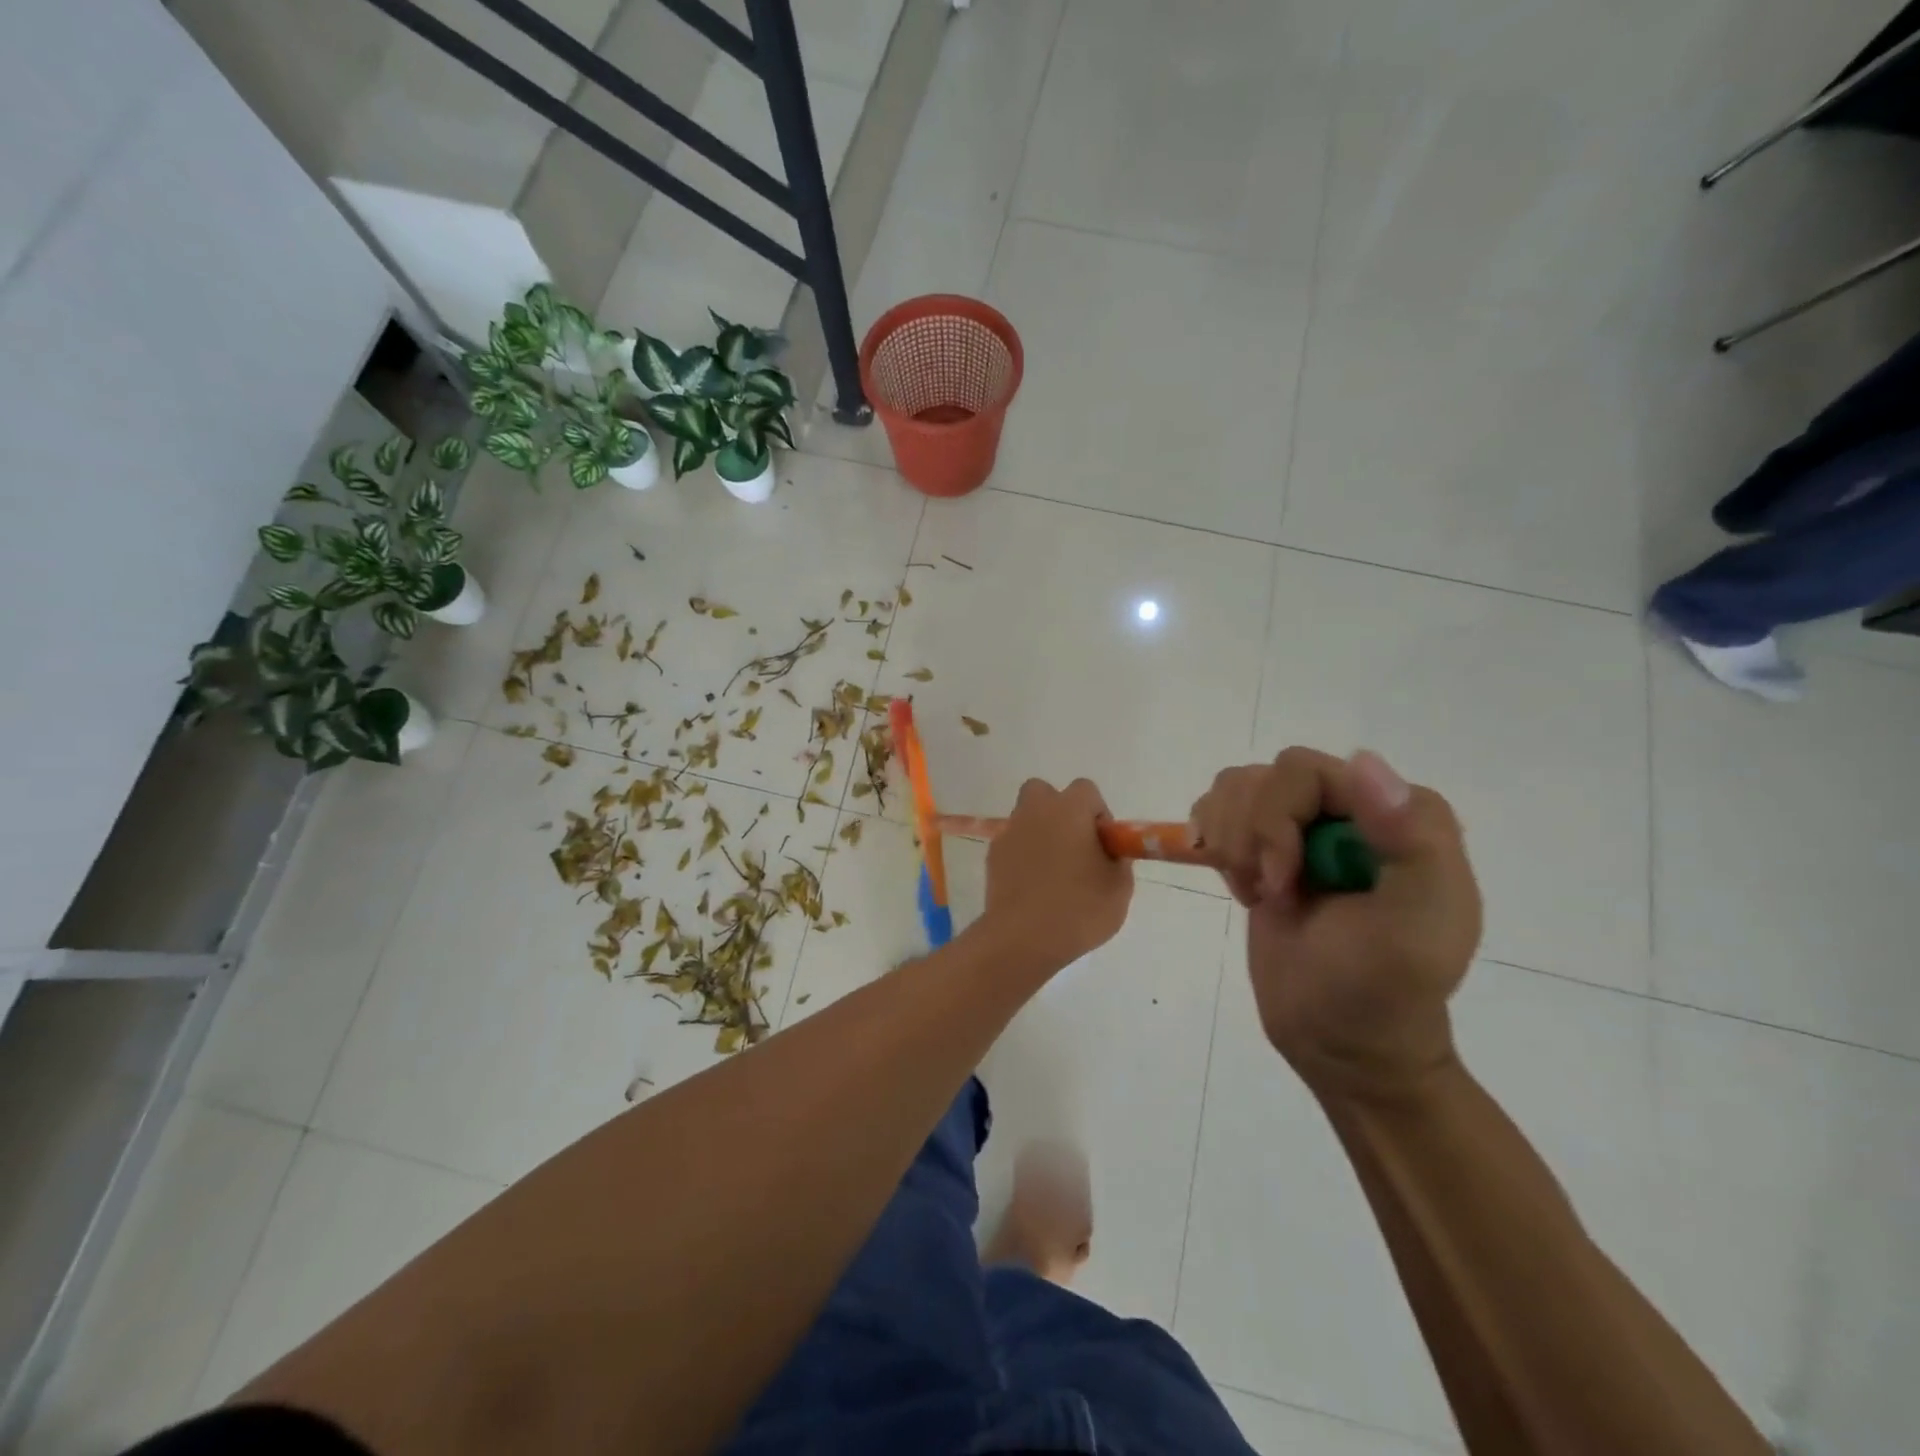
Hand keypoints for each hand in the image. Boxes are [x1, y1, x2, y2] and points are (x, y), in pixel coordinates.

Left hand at [979, 778, 1133, 973]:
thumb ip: (1117, 860)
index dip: (1097, 814)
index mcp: (1069, 809)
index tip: (1102, 844)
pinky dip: (1022, 855)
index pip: (1086, 791)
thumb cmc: (1079, 908)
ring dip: (1040, 833)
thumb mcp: (1119, 888)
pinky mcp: (992, 855)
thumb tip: (1108, 853)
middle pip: (1046, 793)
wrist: (1022, 937)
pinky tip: (1032, 886)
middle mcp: (1036, 811)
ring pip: (1026, 817)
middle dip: (1060, 811)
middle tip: (1074, 846)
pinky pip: (1012, 844)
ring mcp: (1009, 832)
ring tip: (1053, 871)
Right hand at [1190, 748, 1481, 1101]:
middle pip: (1264, 777)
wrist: (1340, 1041)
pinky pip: (1219, 808)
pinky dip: (1216, 844)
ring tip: (1258, 888)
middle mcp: (1352, 806)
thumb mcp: (1414, 928)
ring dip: (1231, 840)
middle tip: (1271, 890)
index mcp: (1399, 814)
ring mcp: (1305, 826)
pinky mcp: (1267, 846)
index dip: (1277, 818)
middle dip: (1252, 833)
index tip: (1281, 880)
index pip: (1305, 771)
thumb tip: (1363, 762)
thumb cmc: (1379, 991)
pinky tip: (1245, 886)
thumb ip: (1410, 844)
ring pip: (1236, 787)